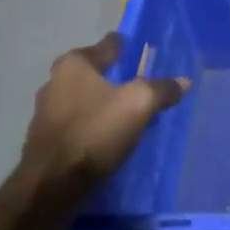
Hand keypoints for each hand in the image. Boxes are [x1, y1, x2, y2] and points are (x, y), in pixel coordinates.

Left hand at [15, 33, 188, 202]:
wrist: (52, 183)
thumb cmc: (95, 131)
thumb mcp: (139, 105)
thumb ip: (161, 89)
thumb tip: (183, 81)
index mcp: (74, 64)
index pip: (106, 45)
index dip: (124, 45)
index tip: (137, 46)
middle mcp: (54, 81)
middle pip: (92, 72)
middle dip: (112, 75)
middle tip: (136, 80)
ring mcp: (46, 111)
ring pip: (82, 98)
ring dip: (101, 101)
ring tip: (125, 110)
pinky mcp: (46, 139)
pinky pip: (77, 122)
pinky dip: (92, 123)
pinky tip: (107, 134)